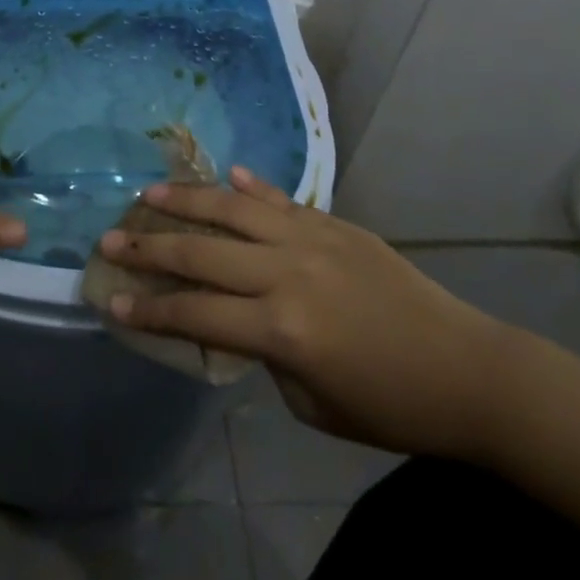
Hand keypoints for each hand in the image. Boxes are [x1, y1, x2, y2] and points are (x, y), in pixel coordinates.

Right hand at [98, 168, 517, 460]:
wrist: (470, 372)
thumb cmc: (391, 406)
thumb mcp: (311, 401)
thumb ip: (263, 353)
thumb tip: (236, 317)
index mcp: (281, 328)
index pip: (195, 314)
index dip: (149, 310)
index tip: (111, 301)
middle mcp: (287, 273)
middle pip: (201, 252)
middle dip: (148, 247)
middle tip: (109, 239)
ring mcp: (312, 240)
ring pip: (233, 208)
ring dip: (186, 200)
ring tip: (149, 193)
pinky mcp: (335, 224)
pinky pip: (280, 199)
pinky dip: (248, 185)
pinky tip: (224, 173)